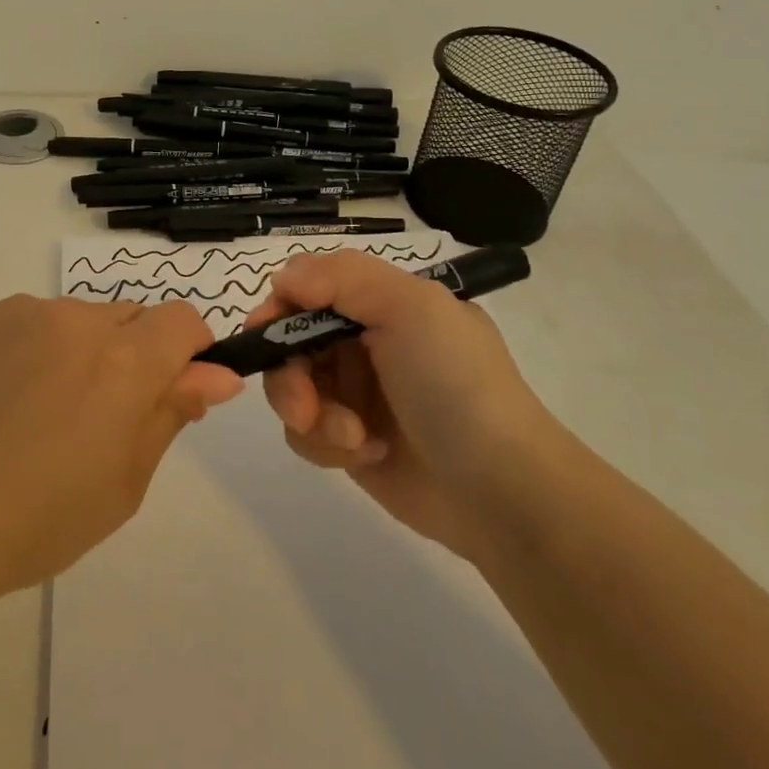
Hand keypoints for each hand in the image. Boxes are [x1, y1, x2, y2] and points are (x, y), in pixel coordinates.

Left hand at [0, 296, 241, 600]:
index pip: (183, 320)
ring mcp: (22, 312)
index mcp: (123, 361)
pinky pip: (30, 322)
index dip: (188, 352)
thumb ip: (172, 413)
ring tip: (39, 413)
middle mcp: (77, 319)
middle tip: (97, 418)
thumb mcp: (124, 482)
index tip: (169, 392)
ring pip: (78, 319)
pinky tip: (2, 401)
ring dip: (81, 351)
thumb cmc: (37, 519)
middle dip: (133, 355)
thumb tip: (218, 374)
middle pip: (131, 317)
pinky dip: (34, 349)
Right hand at [251, 251, 557, 559]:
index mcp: (382, 303)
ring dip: (311, 414)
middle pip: (289, 342)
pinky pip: (305, 432)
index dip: (280, 307)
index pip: (308, 288)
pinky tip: (367, 454)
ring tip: (353, 437)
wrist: (501, 491)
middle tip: (304, 406)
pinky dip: (326, 443)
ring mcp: (355, 393)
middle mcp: (364, 342)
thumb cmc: (455, 385)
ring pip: (290, 389)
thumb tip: (283, 279)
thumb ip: (342, 277)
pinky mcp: (349, 441)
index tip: (266, 333)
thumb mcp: (412, 308)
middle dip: (289, 374)